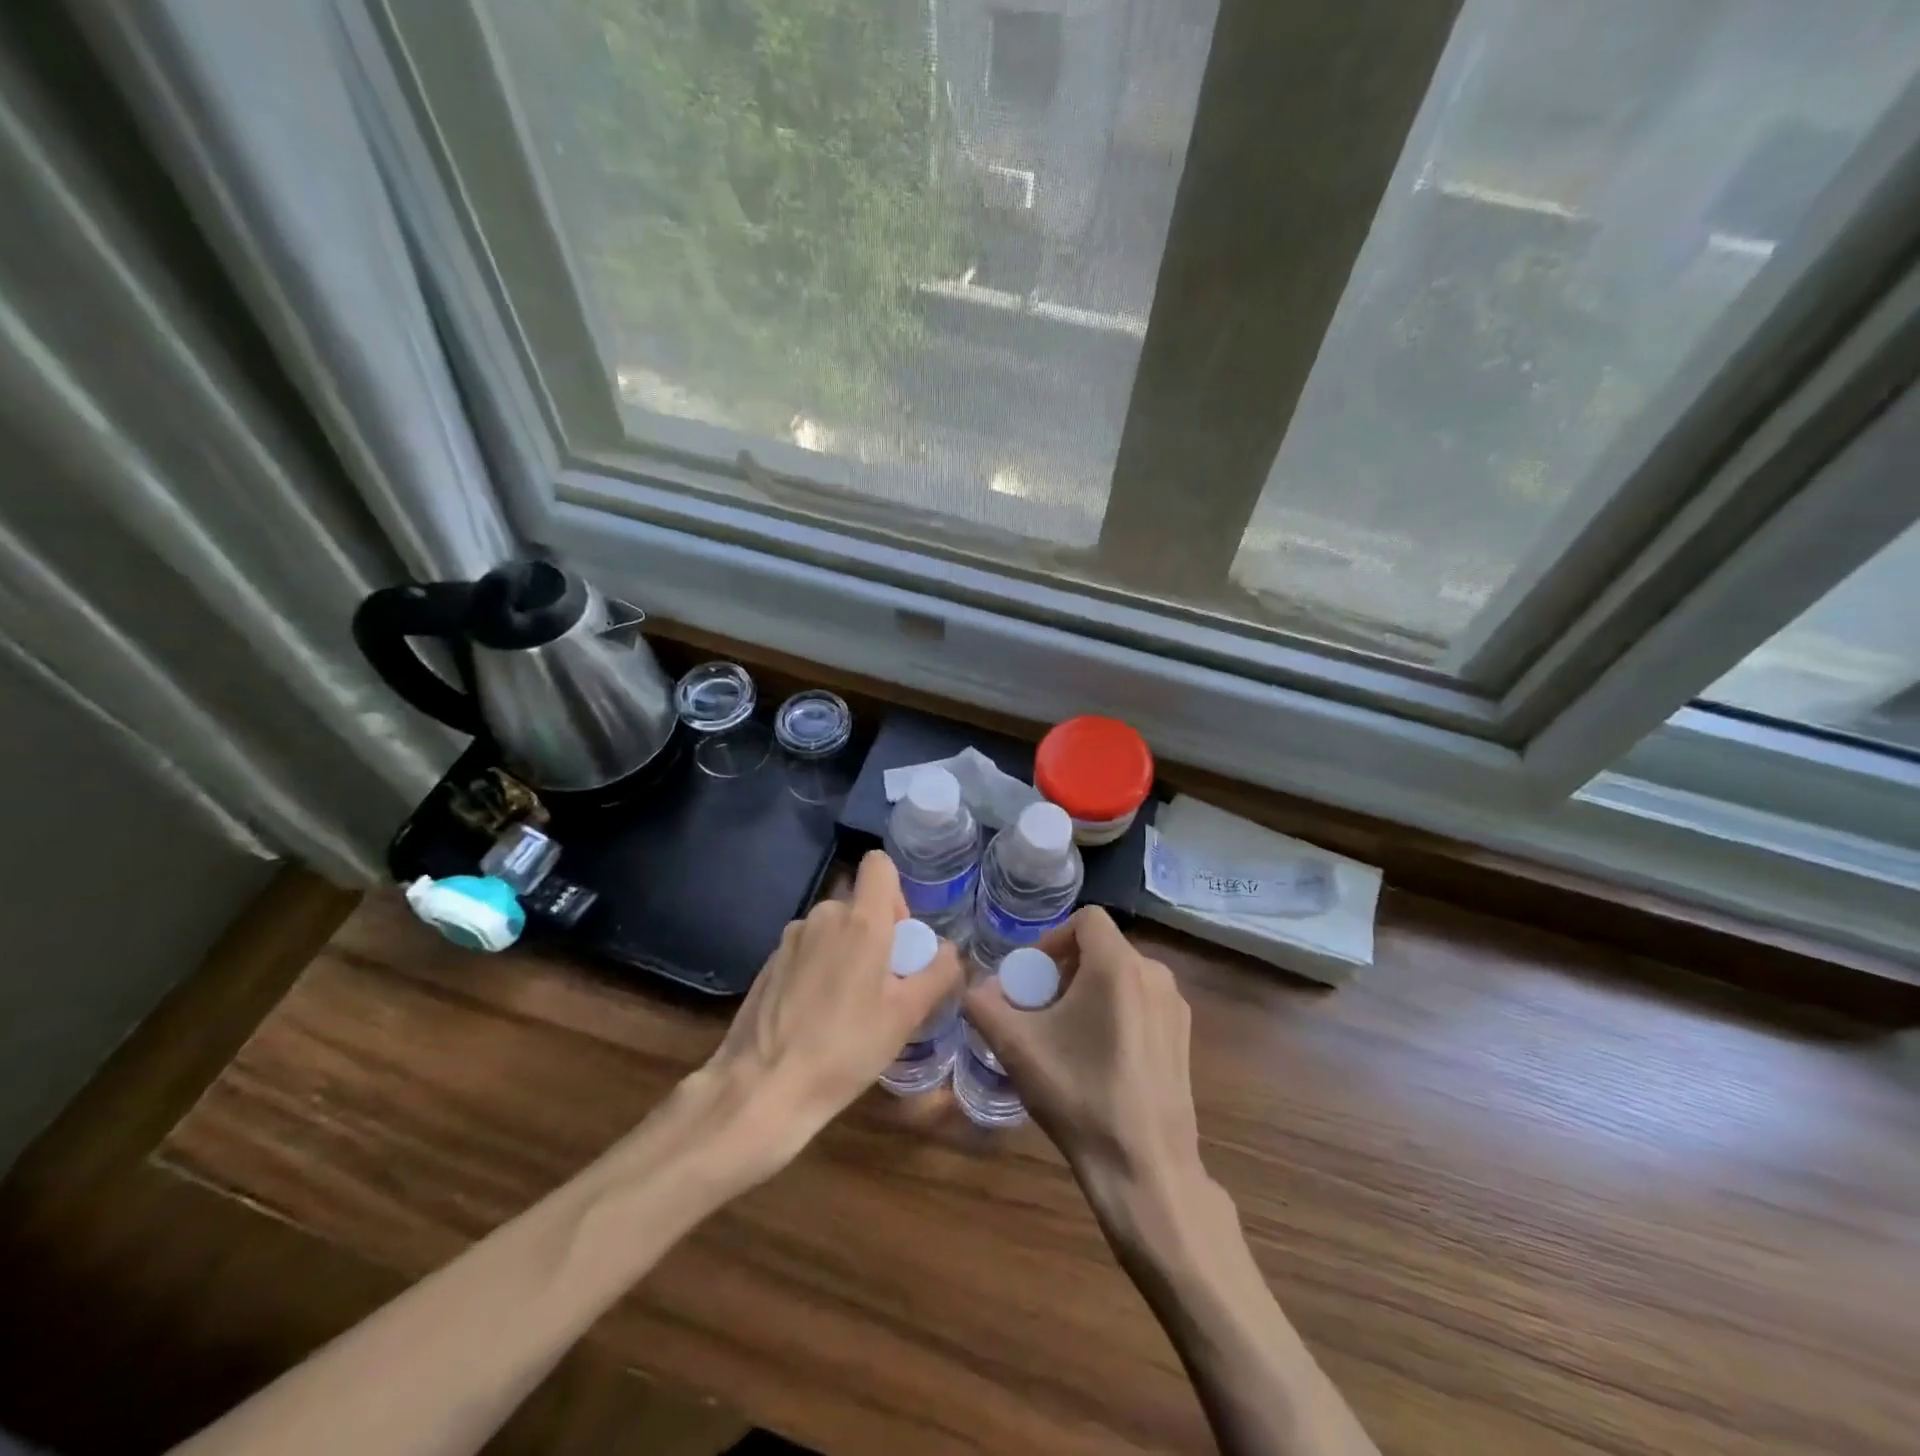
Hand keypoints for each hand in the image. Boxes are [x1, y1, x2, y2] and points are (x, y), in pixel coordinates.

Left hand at [699, 851, 963, 1177]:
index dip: (896, 892)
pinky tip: (816, 1015)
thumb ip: (937, 974)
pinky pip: (808, 949)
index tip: (900, 936)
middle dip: (876, 933)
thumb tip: (949, 951)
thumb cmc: (845, 1048)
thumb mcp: (906, 1017)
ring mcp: (791, 938)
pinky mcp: (769, 961)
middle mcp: (823, 916)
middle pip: (859, 904)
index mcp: (860, 920)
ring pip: (833, 929)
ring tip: (849, 1006)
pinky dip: (820, 968)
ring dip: (847, 952)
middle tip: (883, 985)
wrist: (762, 1087)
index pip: (878, 864)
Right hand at [964, 908, 1201, 1207]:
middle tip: (1042, 1007)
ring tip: (1067, 1032)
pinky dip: (1116, 1009)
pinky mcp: (1184, 1035)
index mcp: (1119, 966)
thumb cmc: (1079, 1096)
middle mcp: (1155, 974)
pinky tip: (1100, 1055)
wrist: (1145, 1168)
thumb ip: (985, 1006)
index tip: (1033, 976)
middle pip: (1102, 947)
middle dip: (1066, 967)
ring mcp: (1175, 1006)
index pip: (1086, 918)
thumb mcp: (1017, 1048)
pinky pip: (1142, 1000)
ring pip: (1123, 974)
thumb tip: (973, 988)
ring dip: (1090, 989)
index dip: (1053, 938)